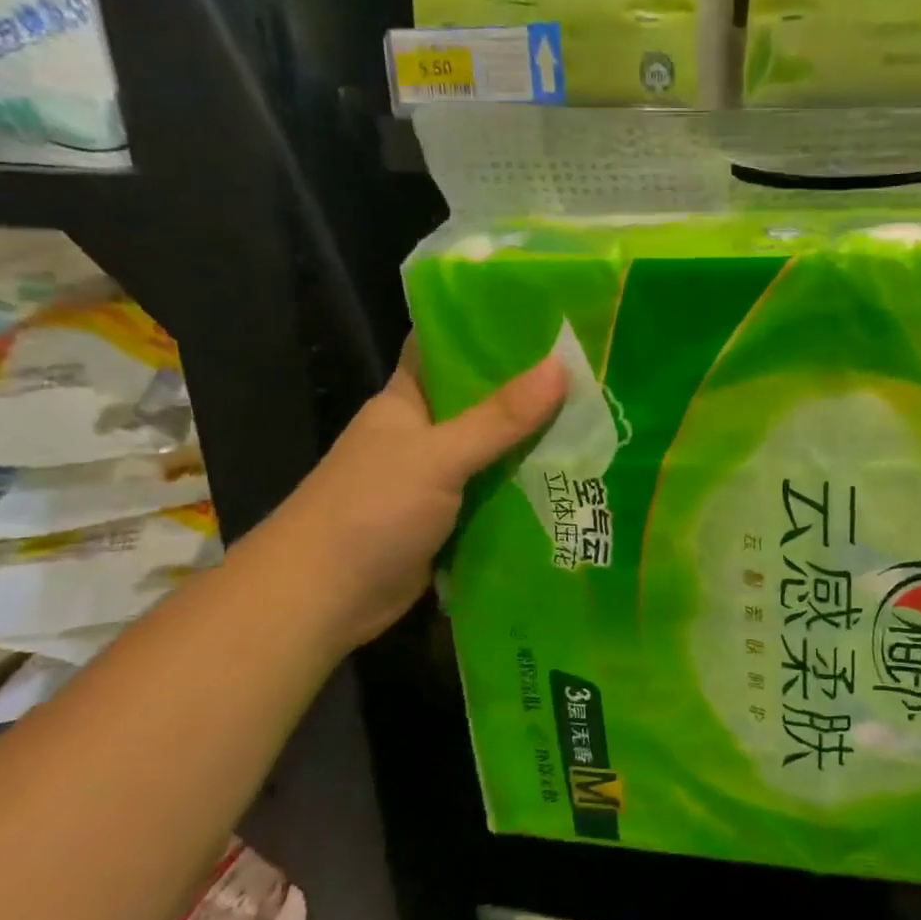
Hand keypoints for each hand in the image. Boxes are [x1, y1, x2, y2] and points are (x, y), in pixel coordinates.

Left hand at [255, 339, 565, 659]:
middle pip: (482, 402)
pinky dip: (526, 489)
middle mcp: (423, 434)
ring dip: (534, 443)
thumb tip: (561, 366)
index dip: (488, 330)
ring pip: (494, 451)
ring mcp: (436, 479)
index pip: (446, 348)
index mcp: (407, 401)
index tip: (544, 318)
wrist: (322, 600)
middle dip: (530, 391)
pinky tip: (573, 480)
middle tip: (592, 372)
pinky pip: (495, 494)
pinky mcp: (449, 519)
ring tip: (598, 420)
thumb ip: (499, 417)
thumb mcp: (438, 456)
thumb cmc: (370, 510)